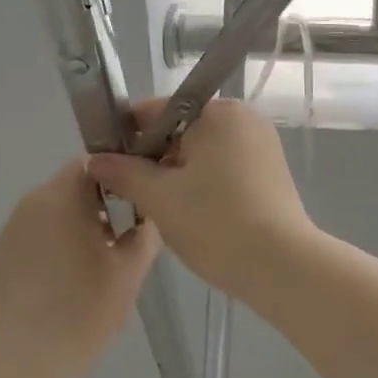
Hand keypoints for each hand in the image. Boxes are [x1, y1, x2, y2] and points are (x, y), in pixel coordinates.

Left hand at [0, 158, 160, 377]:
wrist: (24, 364)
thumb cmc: (84, 311)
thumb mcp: (130, 271)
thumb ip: (145, 231)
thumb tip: (149, 213)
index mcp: (61, 197)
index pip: (92, 163)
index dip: (118, 178)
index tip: (136, 205)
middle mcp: (29, 204)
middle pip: (70, 187)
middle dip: (99, 206)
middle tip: (122, 240)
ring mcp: (8, 232)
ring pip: (50, 214)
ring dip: (75, 227)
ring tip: (96, 266)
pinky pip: (32, 239)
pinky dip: (51, 249)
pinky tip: (64, 285)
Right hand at [87, 99, 315, 299]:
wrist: (281, 266)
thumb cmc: (215, 223)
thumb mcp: (159, 197)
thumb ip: (124, 172)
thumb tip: (95, 159)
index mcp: (217, 112)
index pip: (156, 111)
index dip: (127, 137)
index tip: (108, 165)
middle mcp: (243, 118)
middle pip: (181, 131)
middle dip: (155, 160)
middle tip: (135, 195)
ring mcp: (261, 145)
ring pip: (203, 153)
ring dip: (179, 175)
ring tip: (163, 209)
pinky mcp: (271, 172)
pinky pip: (225, 169)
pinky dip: (205, 185)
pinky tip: (194, 214)